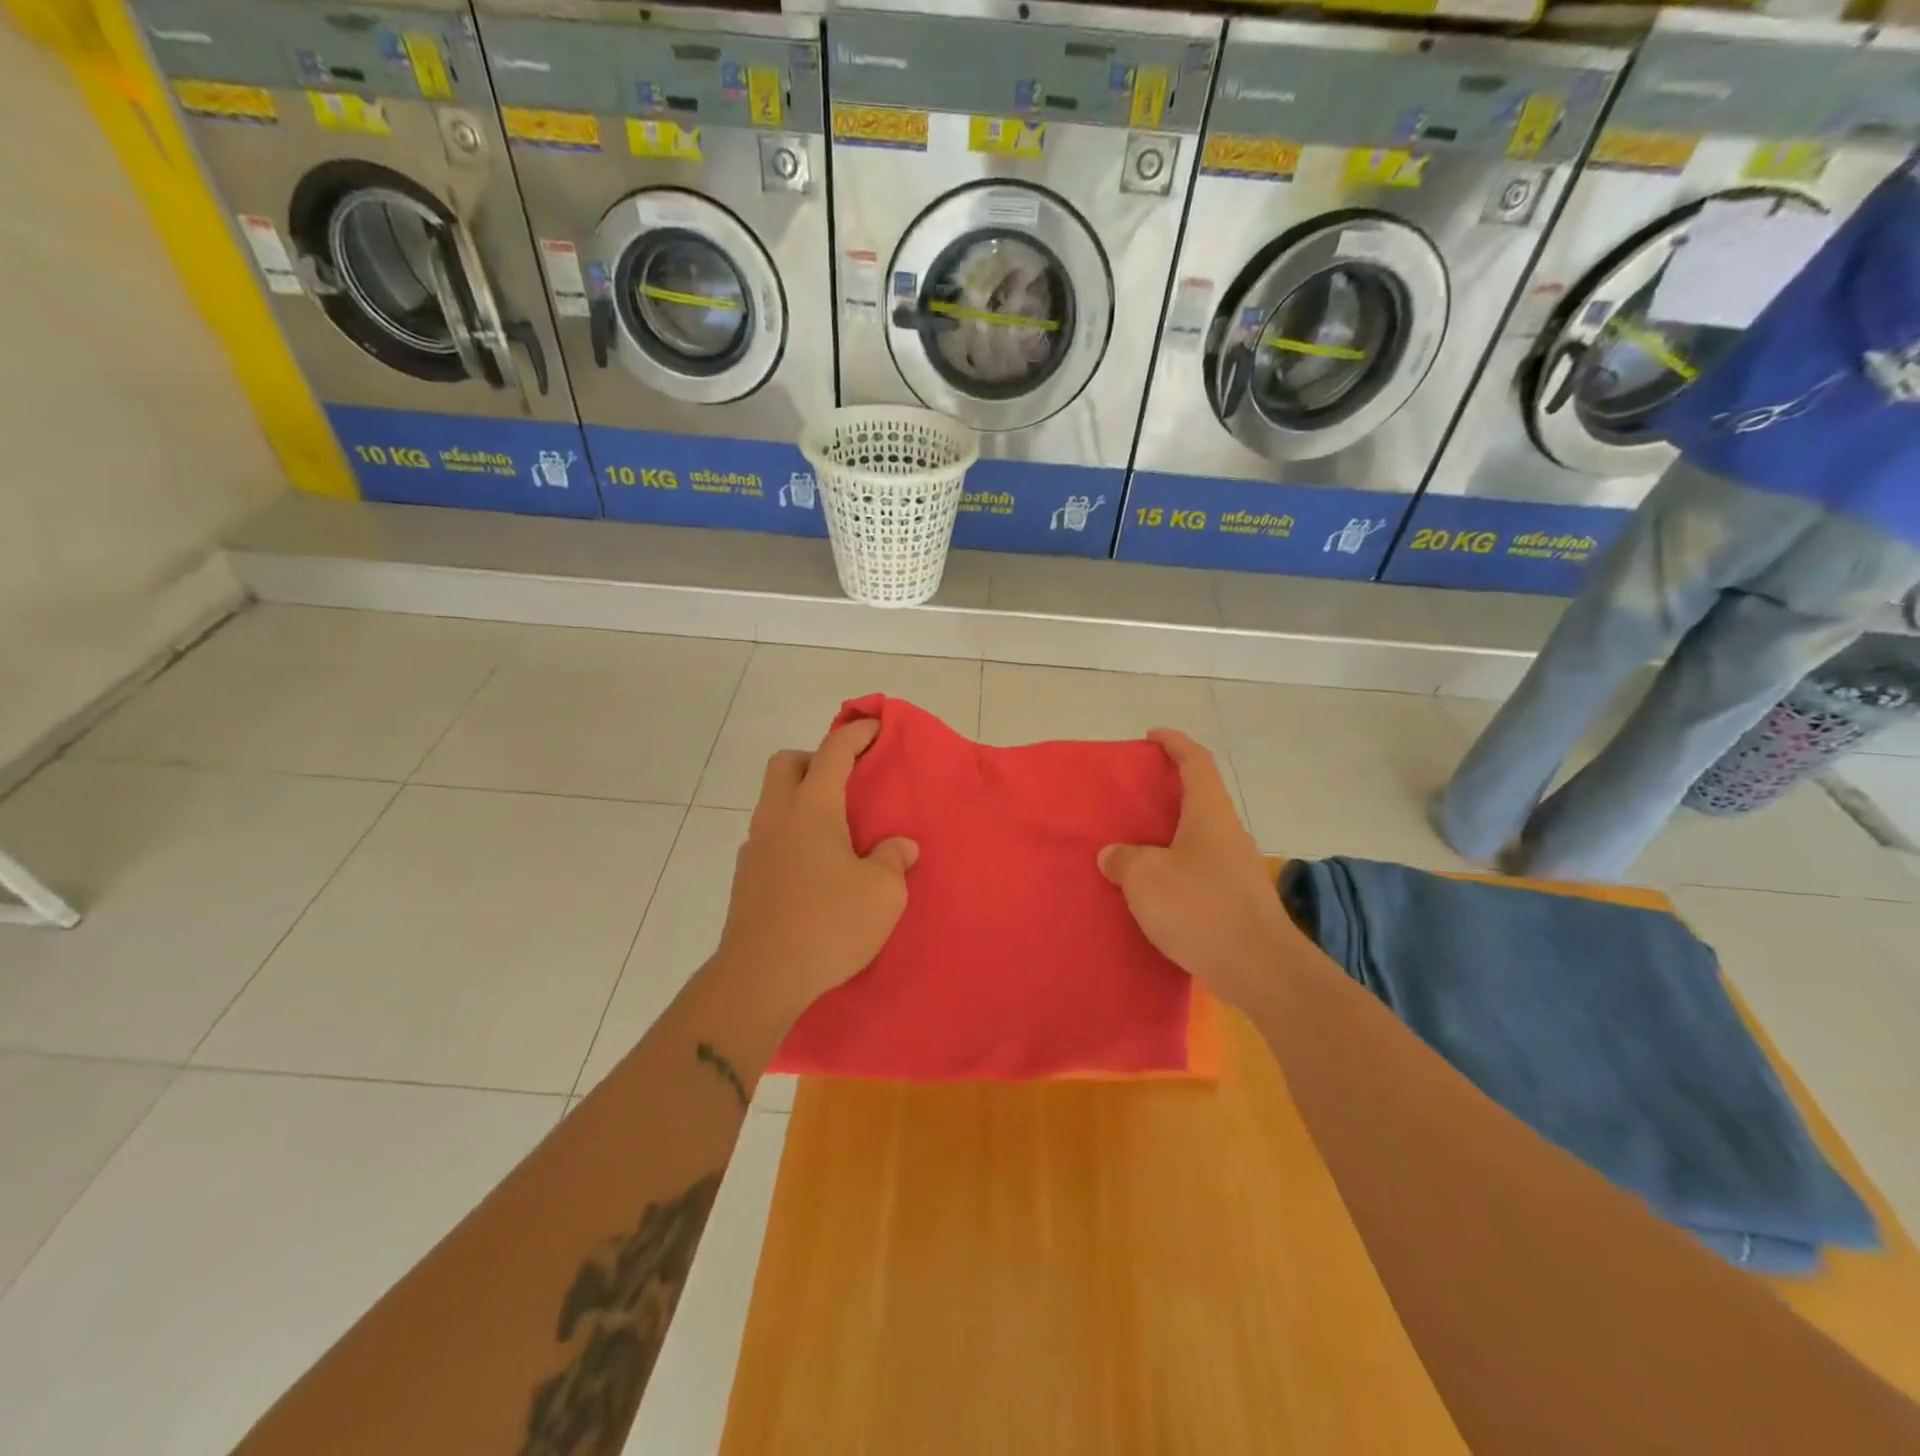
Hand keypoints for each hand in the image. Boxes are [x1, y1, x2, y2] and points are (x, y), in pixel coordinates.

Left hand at [717, 718, 917, 1021]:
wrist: (761, 978)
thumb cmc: (828, 923)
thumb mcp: (883, 892)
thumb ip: (893, 859)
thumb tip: (899, 846)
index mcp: (811, 808)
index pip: (833, 751)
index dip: (856, 733)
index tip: (875, 727)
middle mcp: (777, 817)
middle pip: (786, 763)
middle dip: (815, 758)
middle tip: (847, 781)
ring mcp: (755, 847)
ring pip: (773, 801)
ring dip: (801, 799)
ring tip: (836, 830)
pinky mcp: (746, 879)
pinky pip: (770, 836)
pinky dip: (792, 834)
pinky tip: (815, 867)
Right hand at [1098, 729, 1307, 1010]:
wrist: (1259, 969)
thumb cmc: (1200, 908)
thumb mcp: (1145, 877)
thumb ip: (1124, 859)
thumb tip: (1114, 855)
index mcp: (1209, 814)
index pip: (1196, 762)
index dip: (1174, 743)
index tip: (1151, 736)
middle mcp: (1227, 833)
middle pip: (1198, 798)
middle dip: (1167, 791)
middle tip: (1132, 796)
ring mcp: (1236, 868)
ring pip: (1197, 837)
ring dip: (1168, 835)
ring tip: (1132, 845)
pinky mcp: (1236, 900)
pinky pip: (1198, 870)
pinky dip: (1174, 868)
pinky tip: (1152, 889)